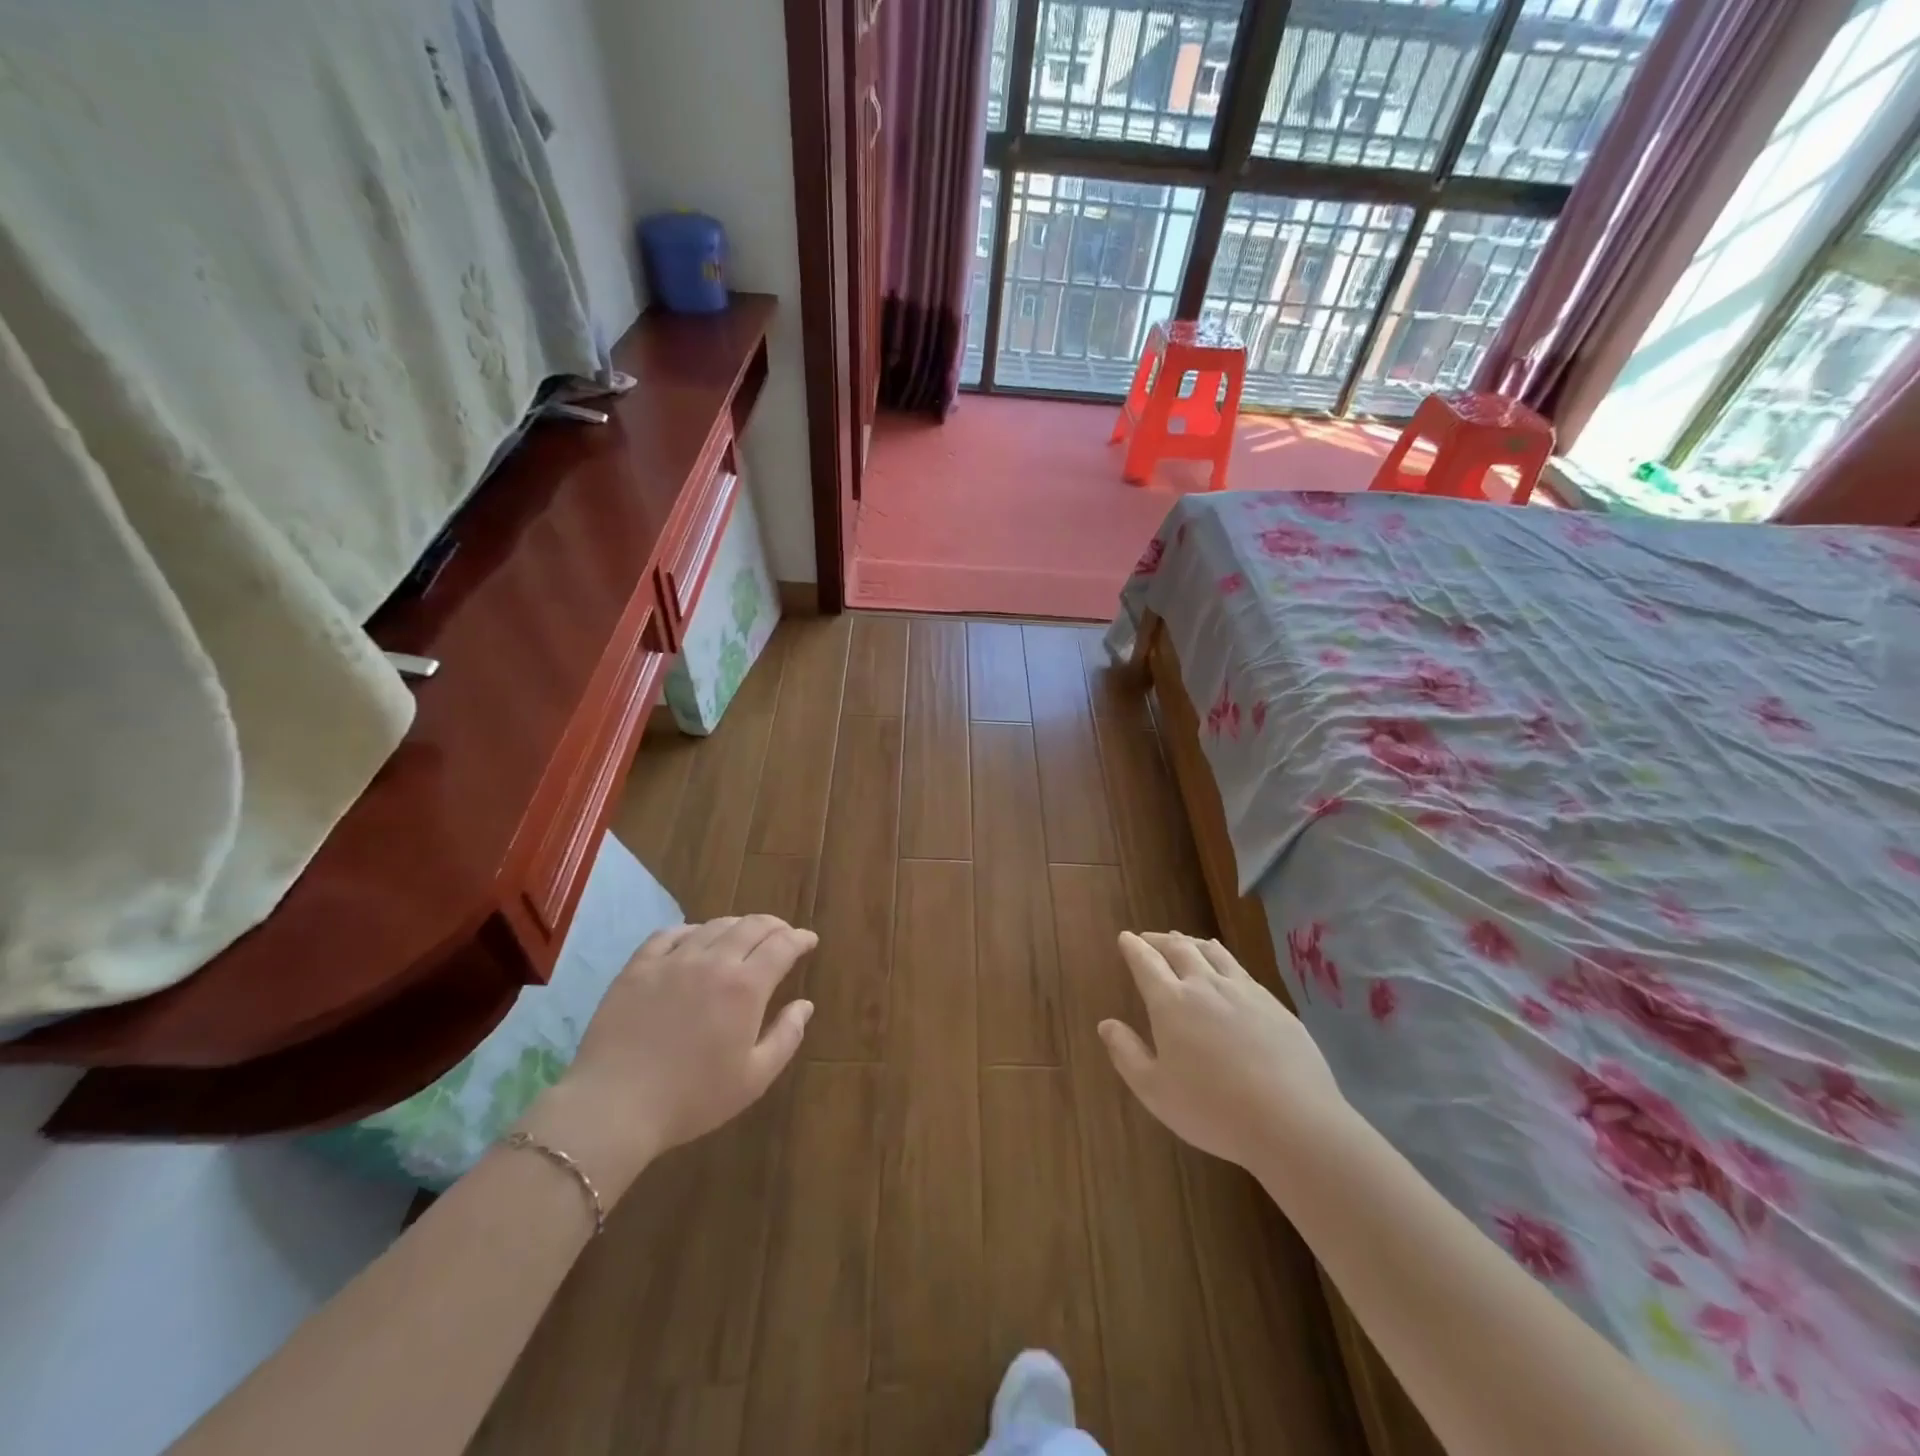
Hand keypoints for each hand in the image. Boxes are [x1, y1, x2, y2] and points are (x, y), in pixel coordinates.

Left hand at [515, 915, 815, 1199]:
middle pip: (751, 926)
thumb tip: (805, 1005)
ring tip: (744, 936)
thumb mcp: (754, 1078)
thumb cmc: (692, 1099)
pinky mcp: (638, 967)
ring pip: (714, 926)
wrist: (615, 1106)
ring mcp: (673, 960)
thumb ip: (786, 1037)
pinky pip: (670, 934)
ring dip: (738, 926)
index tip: (809, 941)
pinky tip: (694, 939)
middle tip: (783, 934)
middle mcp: (713, 961)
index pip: (782, 946)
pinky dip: (692, 930)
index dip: (800, 939)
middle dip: (774, 926)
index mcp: (746, 987)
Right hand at [1099, 932, 1347, 1170]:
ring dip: (1191, 942)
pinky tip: (1225, 967)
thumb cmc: (1213, 1109)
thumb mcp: (1155, 1091)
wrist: (1293, 1120)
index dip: (1133, 947)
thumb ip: (1127, 1054)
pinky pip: (1240, 967)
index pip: (1146, 962)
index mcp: (1171, 1002)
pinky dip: (1222, 957)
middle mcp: (1204, 985)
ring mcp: (1243, 990)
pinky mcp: (1273, 1003)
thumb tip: (1105, 1024)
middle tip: (1149, 938)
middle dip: (1159, 940)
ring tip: (1183, 941)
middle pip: (1178, 948)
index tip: (1125, 938)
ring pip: (1212, 952)